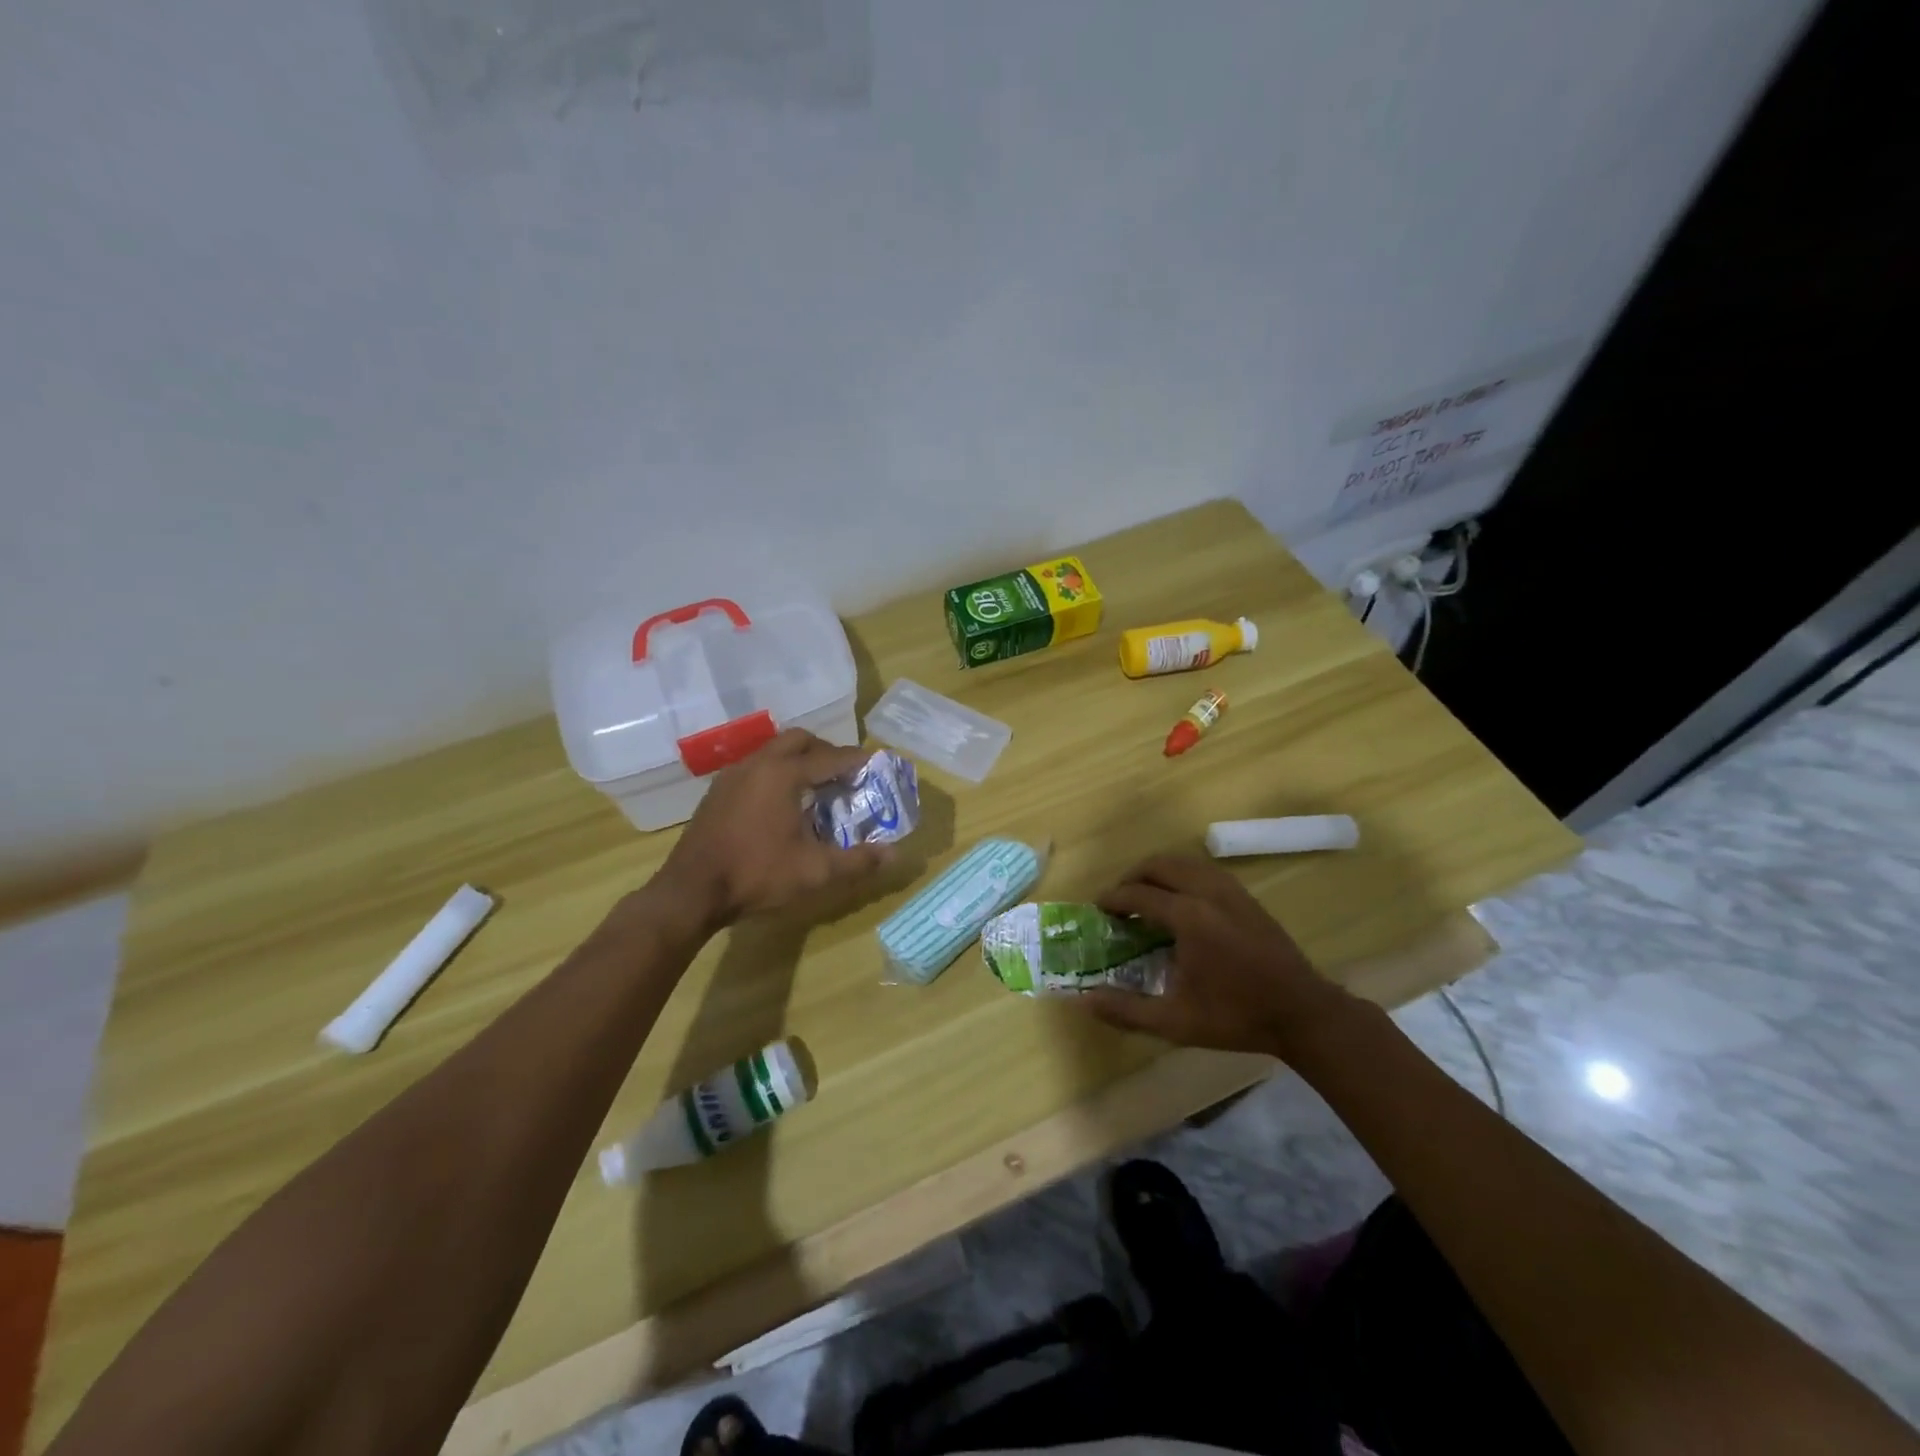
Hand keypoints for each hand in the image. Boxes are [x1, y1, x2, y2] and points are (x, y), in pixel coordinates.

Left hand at [659, 730, 894, 926]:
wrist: (691, 891)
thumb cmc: (756, 874)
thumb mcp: (814, 871)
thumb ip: (857, 860)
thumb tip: (894, 855)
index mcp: (784, 774)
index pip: (830, 757)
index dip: (856, 760)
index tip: (875, 763)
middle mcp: (758, 764)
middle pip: (799, 740)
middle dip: (825, 750)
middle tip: (844, 772)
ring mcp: (733, 775)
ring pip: (773, 750)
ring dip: (798, 759)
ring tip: (816, 785)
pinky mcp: (718, 791)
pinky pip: (756, 766)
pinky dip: (777, 771)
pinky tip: (781, 801)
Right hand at [1081, 855, 1353, 1053]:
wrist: (1302, 1013)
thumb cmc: (1236, 1017)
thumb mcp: (1176, 1022)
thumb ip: (1127, 1010)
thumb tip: (1084, 1000)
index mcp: (1188, 917)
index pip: (1138, 894)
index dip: (1113, 899)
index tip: (1098, 909)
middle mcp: (1207, 892)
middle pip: (1159, 865)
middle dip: (1132, 876)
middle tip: (1119, 900)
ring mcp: (1230, 891)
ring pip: (1184, 862)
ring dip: (1158, 871)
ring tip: (1146, 894)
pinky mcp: (1246, 896)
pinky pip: (1204, 869)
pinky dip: (1182, 874)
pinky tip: (1181, 899)